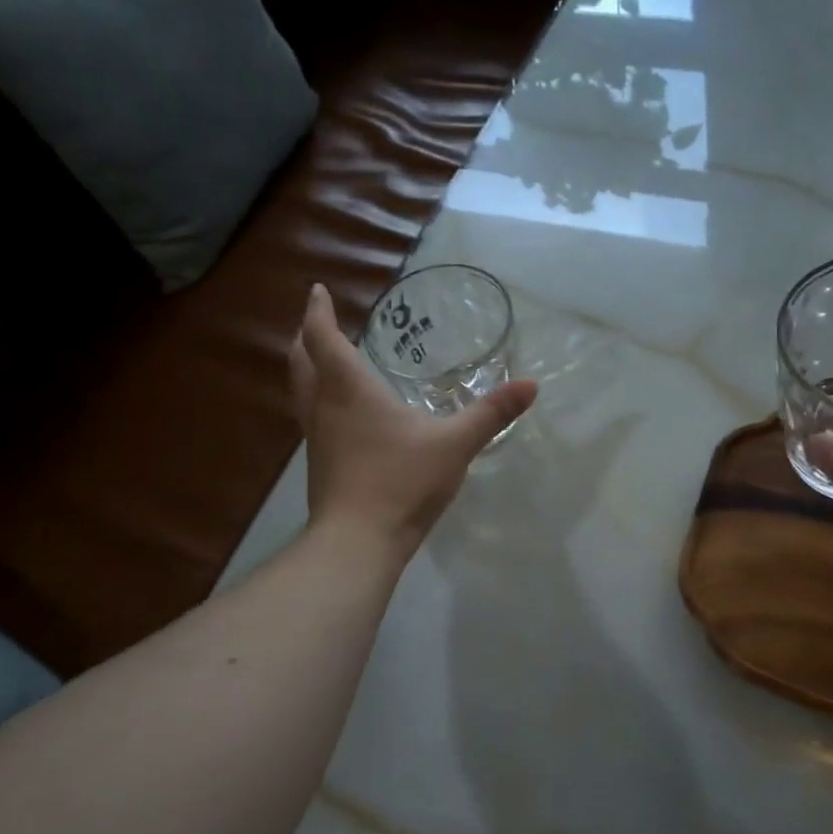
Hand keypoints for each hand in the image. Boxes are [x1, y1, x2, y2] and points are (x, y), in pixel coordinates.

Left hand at [290, 283, 536, 557]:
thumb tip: (530, 385)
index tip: (317, 291)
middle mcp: (324, 407)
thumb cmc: (401, 482)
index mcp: (350, 390)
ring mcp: (317, 438)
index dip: (318, 312)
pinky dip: (320, 399)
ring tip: (325, 360)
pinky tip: (342, 414)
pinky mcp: (321, 465)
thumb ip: (491, 414)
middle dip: (306, 336)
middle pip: (302, 361)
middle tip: (316, 320)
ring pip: (302, 391)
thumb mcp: (455, 444)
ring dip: (308, 368)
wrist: (357, 542)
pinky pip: (313, 417)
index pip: (323, 339)